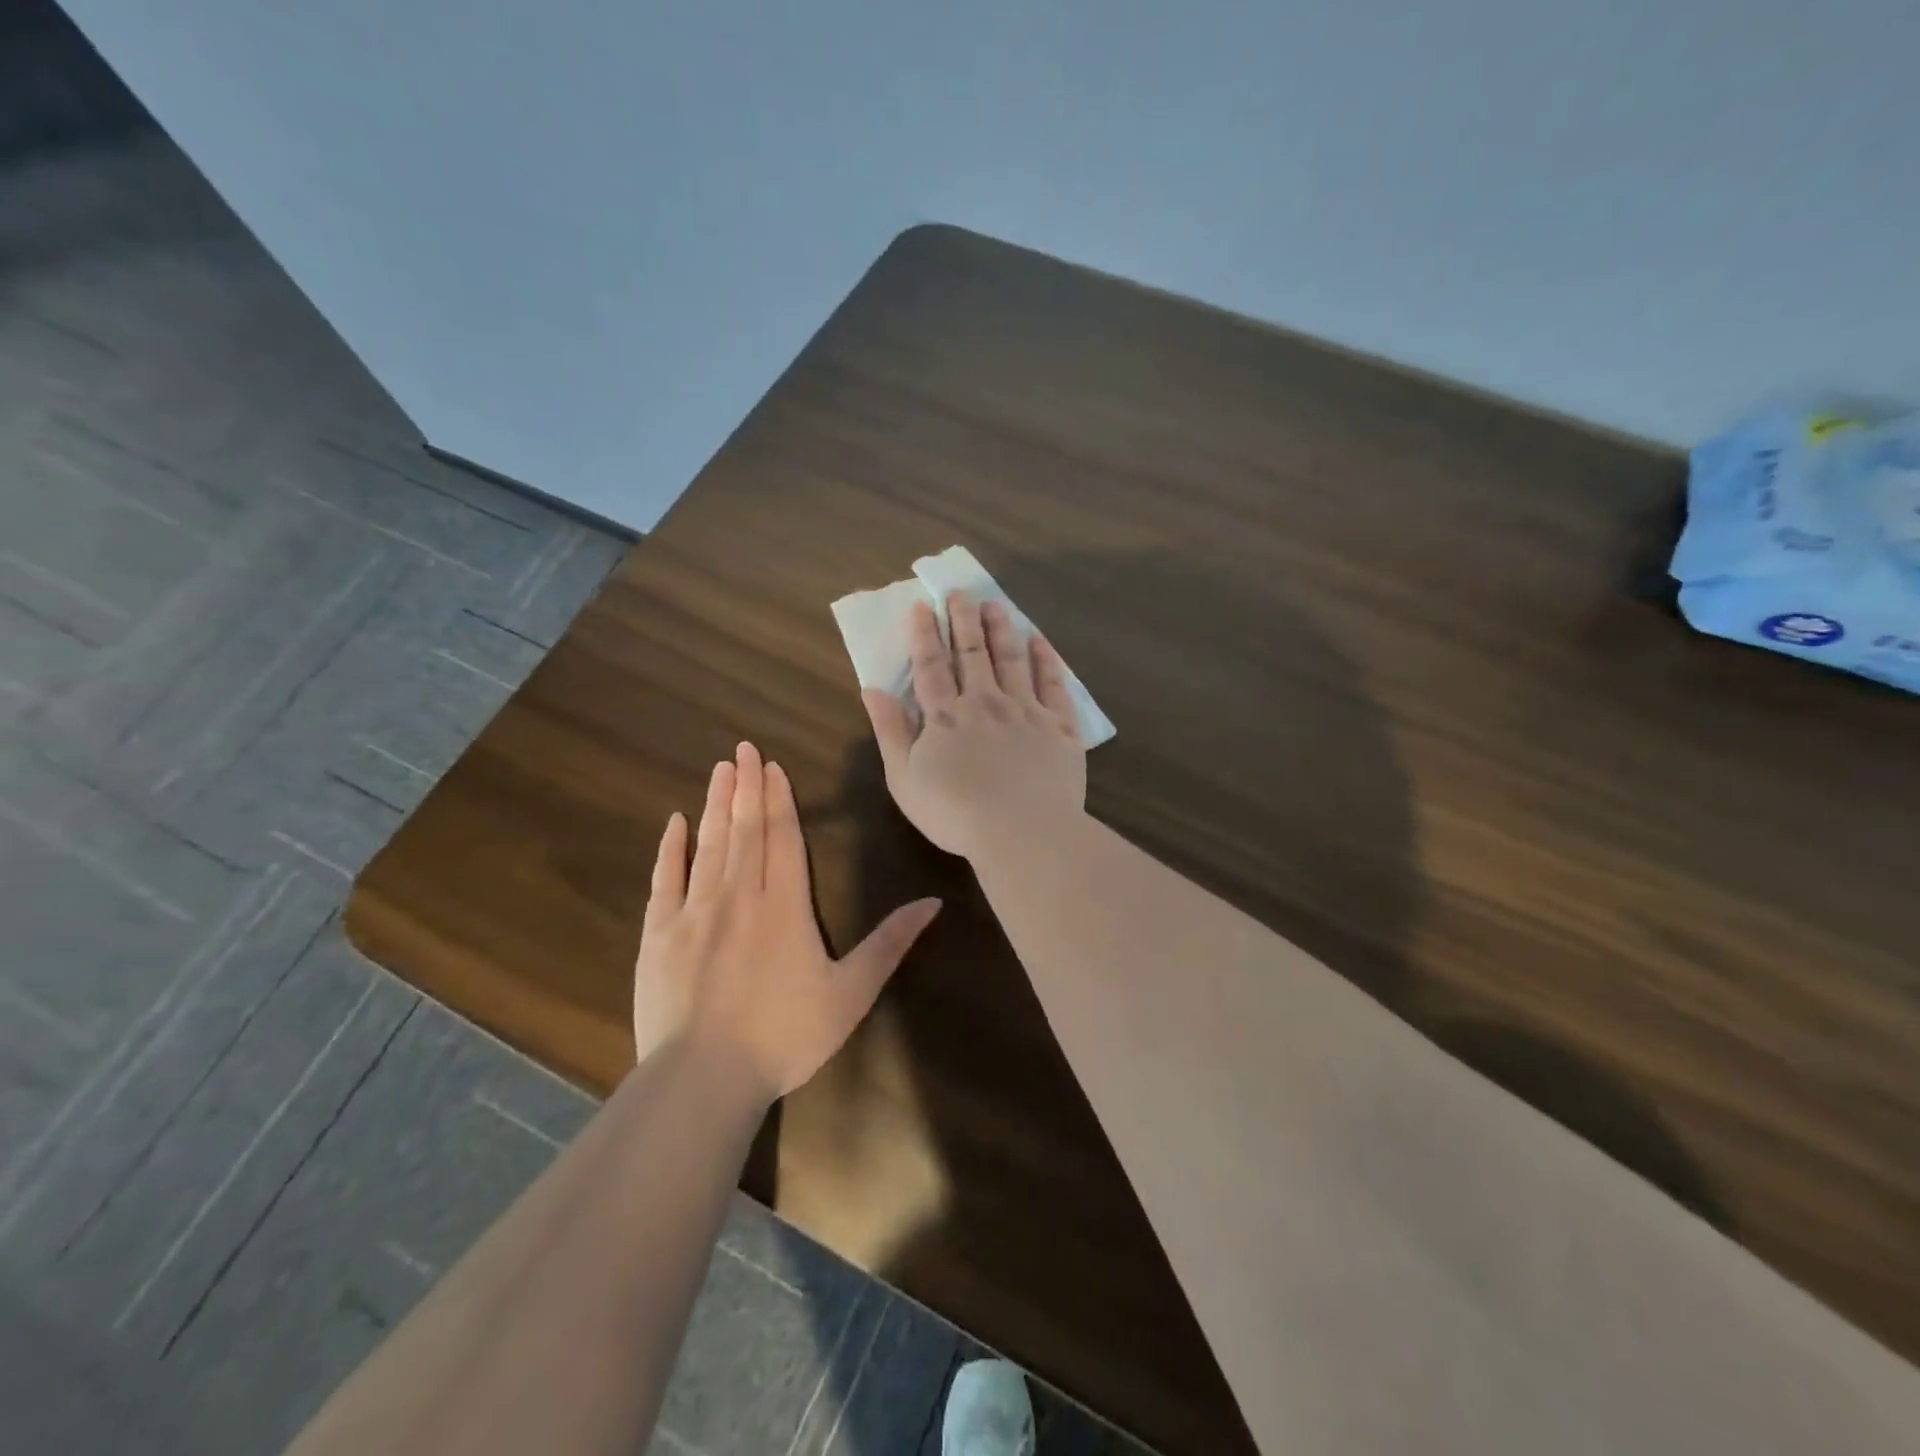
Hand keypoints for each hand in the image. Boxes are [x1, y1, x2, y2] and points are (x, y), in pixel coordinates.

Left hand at [633, 742, 940, 1099]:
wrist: (704, 1078)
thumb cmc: (785, 1035)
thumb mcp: (852, 993)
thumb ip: (890, 943)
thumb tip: (933, 902)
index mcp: (785, 905)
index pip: (783, 837)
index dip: (779, 799)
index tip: (772, 766)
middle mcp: (740, 895)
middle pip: (745, 829)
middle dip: (747, 787)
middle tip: (742, 749)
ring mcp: (695, 912)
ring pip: (709, 844)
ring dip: (716, 805)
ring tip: (720, 770)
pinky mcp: (660, 934)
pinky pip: (667, 879)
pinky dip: (671, 848)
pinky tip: (675, 823)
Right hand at [862, 593, 1086, 859]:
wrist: (1022, 832)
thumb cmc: (954, 813)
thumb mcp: (904, 778)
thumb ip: (889, 731)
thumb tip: (872, 689)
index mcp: (946, 716)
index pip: (931, 665)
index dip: (925, 634)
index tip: (922, 606)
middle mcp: (986, 702)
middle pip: (973, 653)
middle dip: (964, 620)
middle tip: (961, 592)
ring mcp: (1026, 711)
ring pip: (1013, 659)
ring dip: (1002, 629)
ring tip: (995, 604)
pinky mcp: (1060, 726)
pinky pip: (1054, 684)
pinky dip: (1046, 659)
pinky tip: (1040, 641)